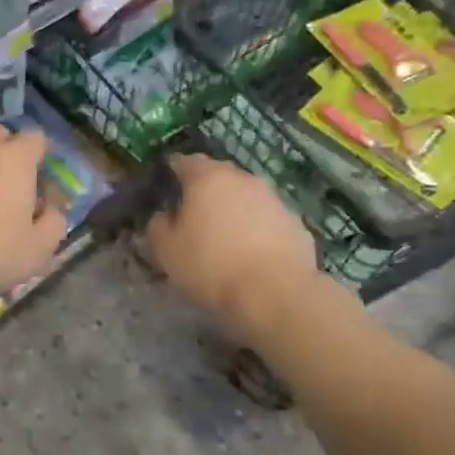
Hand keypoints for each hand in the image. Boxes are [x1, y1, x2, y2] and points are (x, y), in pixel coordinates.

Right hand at [146, 154, 321, 331]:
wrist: (275, 293)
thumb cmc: (211, 266)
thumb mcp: (167, 250)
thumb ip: (159, 226)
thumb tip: (164, 216)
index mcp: (207, 178)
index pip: (185, 161)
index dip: (174, 171)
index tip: (167, 186)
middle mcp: (243, 179)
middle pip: (219, 175)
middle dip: (205, 189)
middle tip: (194, 212)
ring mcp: (274, 199)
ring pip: (245, 196)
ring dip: (233, 208)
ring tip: (224, 234)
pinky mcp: (296, 222)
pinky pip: (267, 218)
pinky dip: (257, 227)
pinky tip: (251, 251)